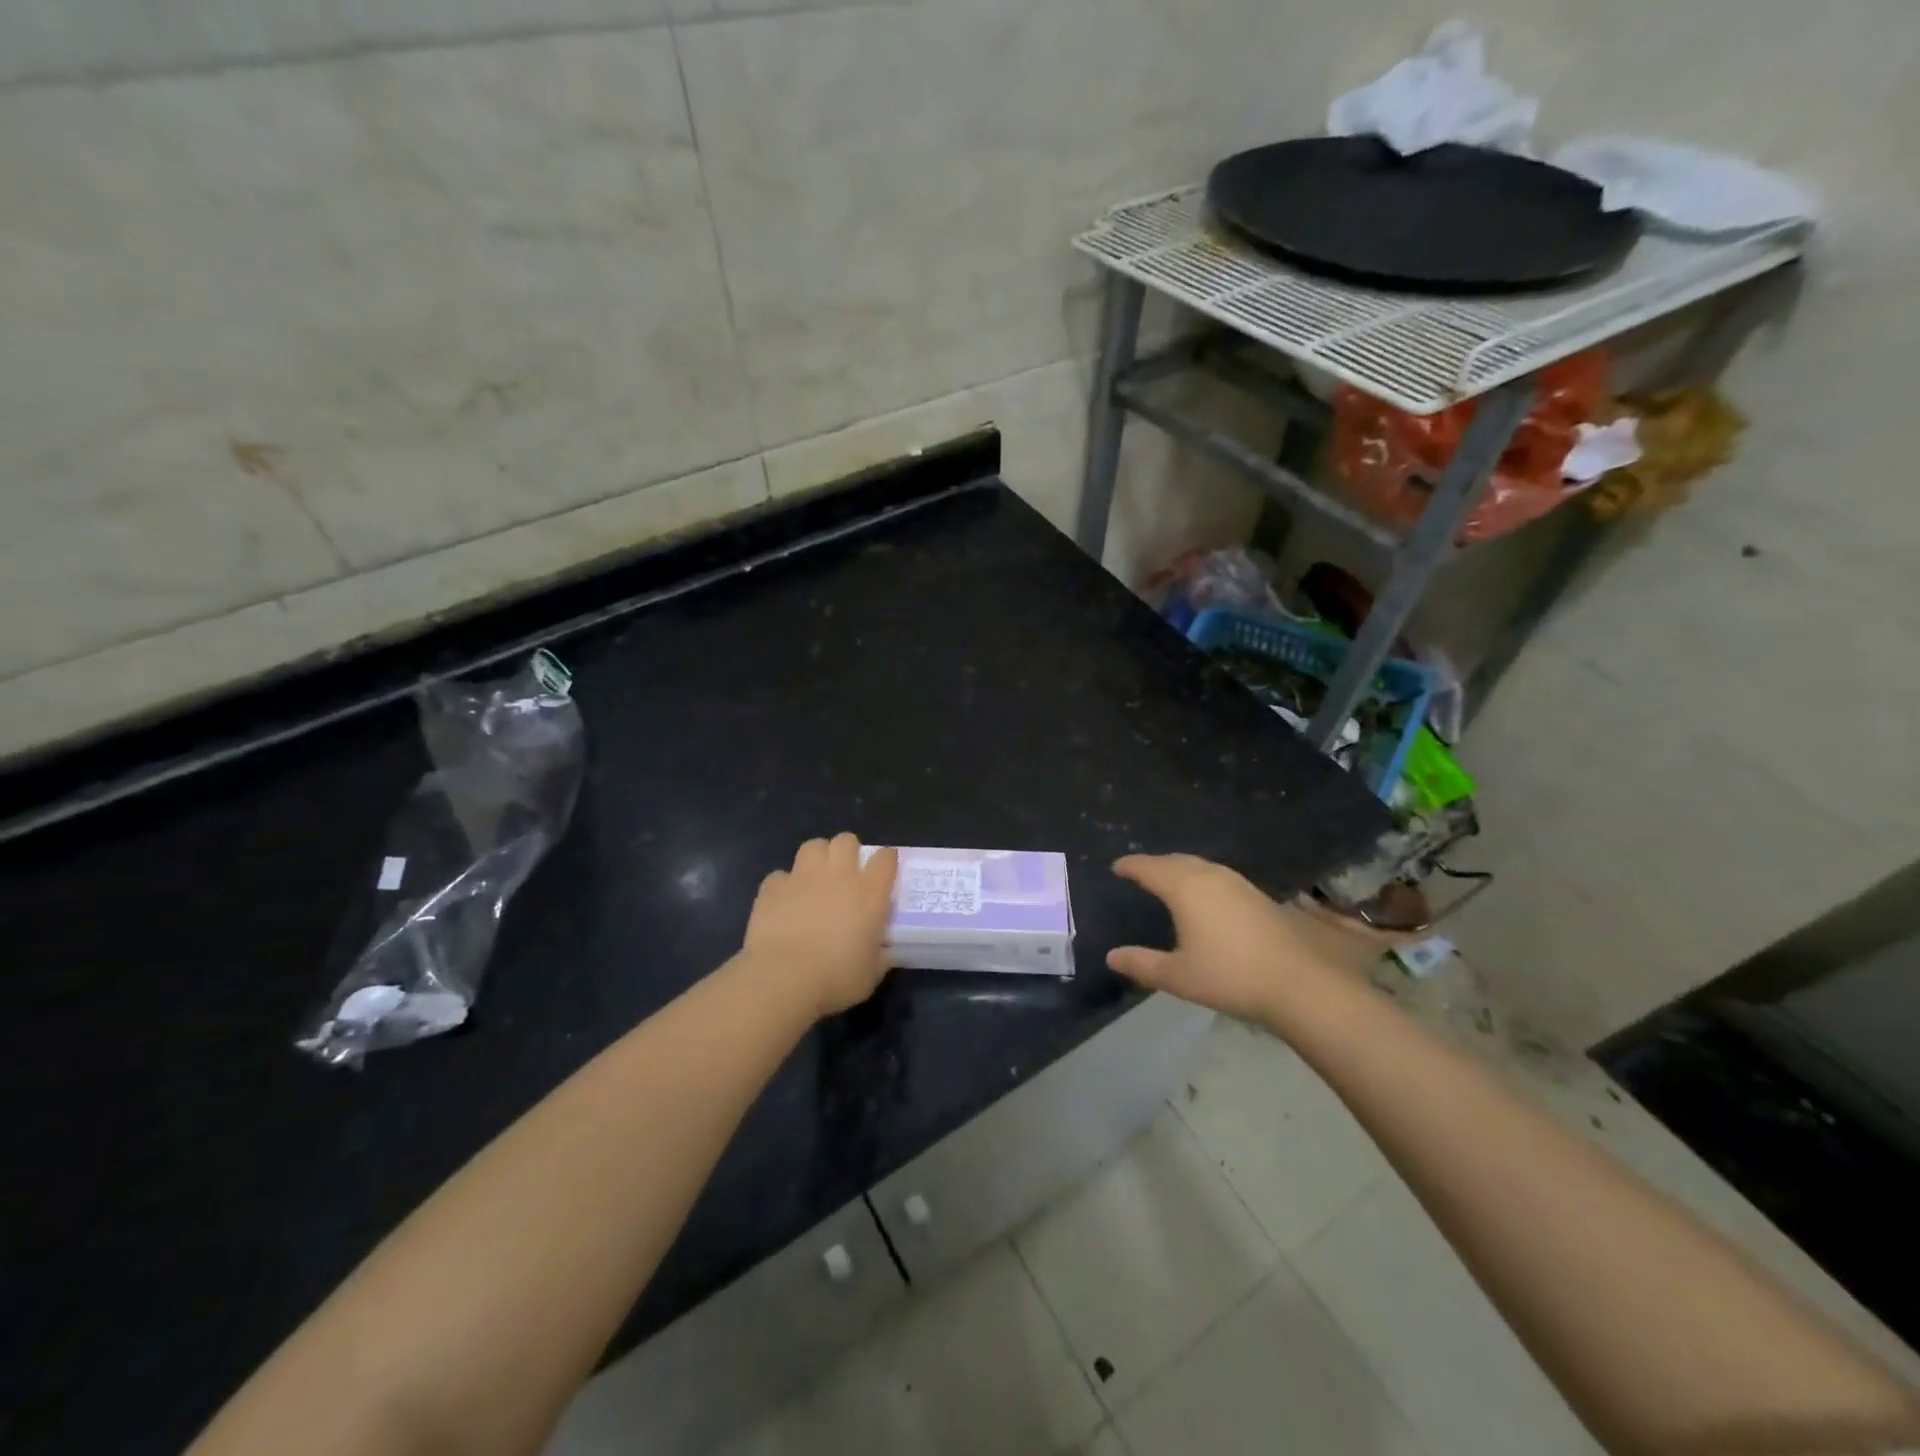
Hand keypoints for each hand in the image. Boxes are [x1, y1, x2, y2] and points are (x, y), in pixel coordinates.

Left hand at [742, 835, 897, 1018]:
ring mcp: (803, 877)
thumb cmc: (835, 978)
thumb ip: (880, 956)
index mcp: (869, 893)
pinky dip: (784, 885)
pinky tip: (784, 902)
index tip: (884, 872)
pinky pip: (780, 876)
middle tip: (846, 874)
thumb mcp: (870, 975)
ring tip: (815, 878)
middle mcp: (838, 875)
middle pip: (846, 840)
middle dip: (848, 851)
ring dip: (817, 858)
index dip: (887, 861)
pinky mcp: (773, 887)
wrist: (782, 979)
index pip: (886, 858)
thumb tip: (885, 952)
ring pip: (813, 845)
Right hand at [1106, 853, 1354, 1023]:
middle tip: (1140, 871)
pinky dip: (1201, 877)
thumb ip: (1143, 964)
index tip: (1116, 866)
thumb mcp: (1179, 976)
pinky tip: (1206, 896)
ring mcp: (1238, 884)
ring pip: (1200, 865)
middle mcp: (1210, 877)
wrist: (1300, 983)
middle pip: (1176, 860)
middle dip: (1155, 863)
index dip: (1131, 866)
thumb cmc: (1230, 976)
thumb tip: (1112, 956)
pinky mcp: (1258, 896)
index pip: (1150, 868)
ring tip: (1169, 879)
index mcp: (1185, 888)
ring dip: (1180, 868)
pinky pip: (1218, 875)